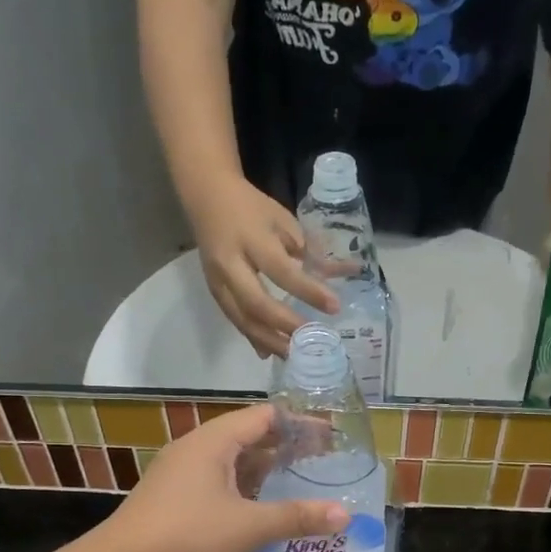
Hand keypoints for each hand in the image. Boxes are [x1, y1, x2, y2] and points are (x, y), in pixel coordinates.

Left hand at [100, 403, 349, 551]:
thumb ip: (297, 517)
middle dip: (285, 447)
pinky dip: (244, 487)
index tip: (330, 437)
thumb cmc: (189, 536)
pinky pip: (217, 481)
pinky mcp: (172, 497)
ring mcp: (179, 473)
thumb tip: (344, 515)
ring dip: (264, 469)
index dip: (300, 424)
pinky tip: (259, 508)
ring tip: (297, 482)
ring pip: (231, 462)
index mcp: (214, 442)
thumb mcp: (250, 526)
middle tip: (321, 461)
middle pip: (248, 436)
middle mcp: (195, 449)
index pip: (264, 416)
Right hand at [191, 175, 338, 356]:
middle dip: (285, 325)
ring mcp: (217, 280)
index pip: (282, 271)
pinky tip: (270, 352)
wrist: (206, 196)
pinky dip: (253, 337)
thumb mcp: (283, 219)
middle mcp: (230, 263)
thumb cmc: (251, 207)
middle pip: (256, 304)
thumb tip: (344, 275)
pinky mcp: (213, 292)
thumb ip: (309, 250)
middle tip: (311, 340)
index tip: (334, 306)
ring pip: (242, 319)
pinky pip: (234, 320)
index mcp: (252, 239)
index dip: (308, 291)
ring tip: (294, 355)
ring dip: (269, 340)